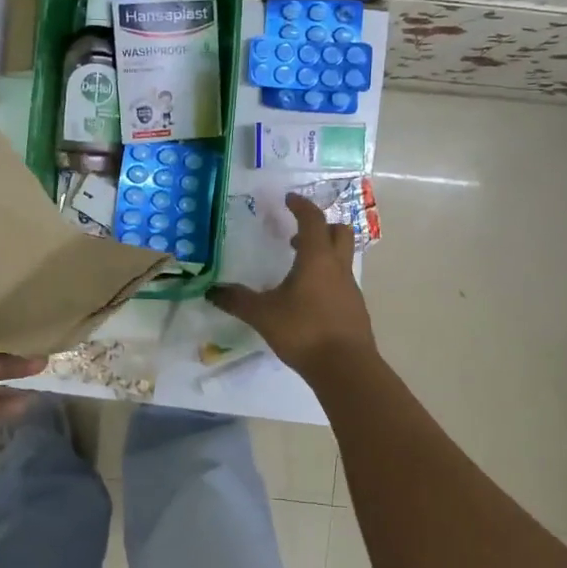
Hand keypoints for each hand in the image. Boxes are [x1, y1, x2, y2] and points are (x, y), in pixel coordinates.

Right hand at [208, 193, 375, 375]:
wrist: (346, 368)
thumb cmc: (304, 331)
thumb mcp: (263, 315)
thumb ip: (237, 301)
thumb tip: (212, 291)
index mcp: (316, 258)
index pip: (313, 220)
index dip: (301, 206)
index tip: (289, 199)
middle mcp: (337, 267)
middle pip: (339, 232)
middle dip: (320, 226)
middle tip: (296, 234)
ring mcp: (350, 288)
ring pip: (342, 257)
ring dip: (323, 254)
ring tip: (297, 269)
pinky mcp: (354, 308)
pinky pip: (342, 282)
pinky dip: (327, 279)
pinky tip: (309, 299)